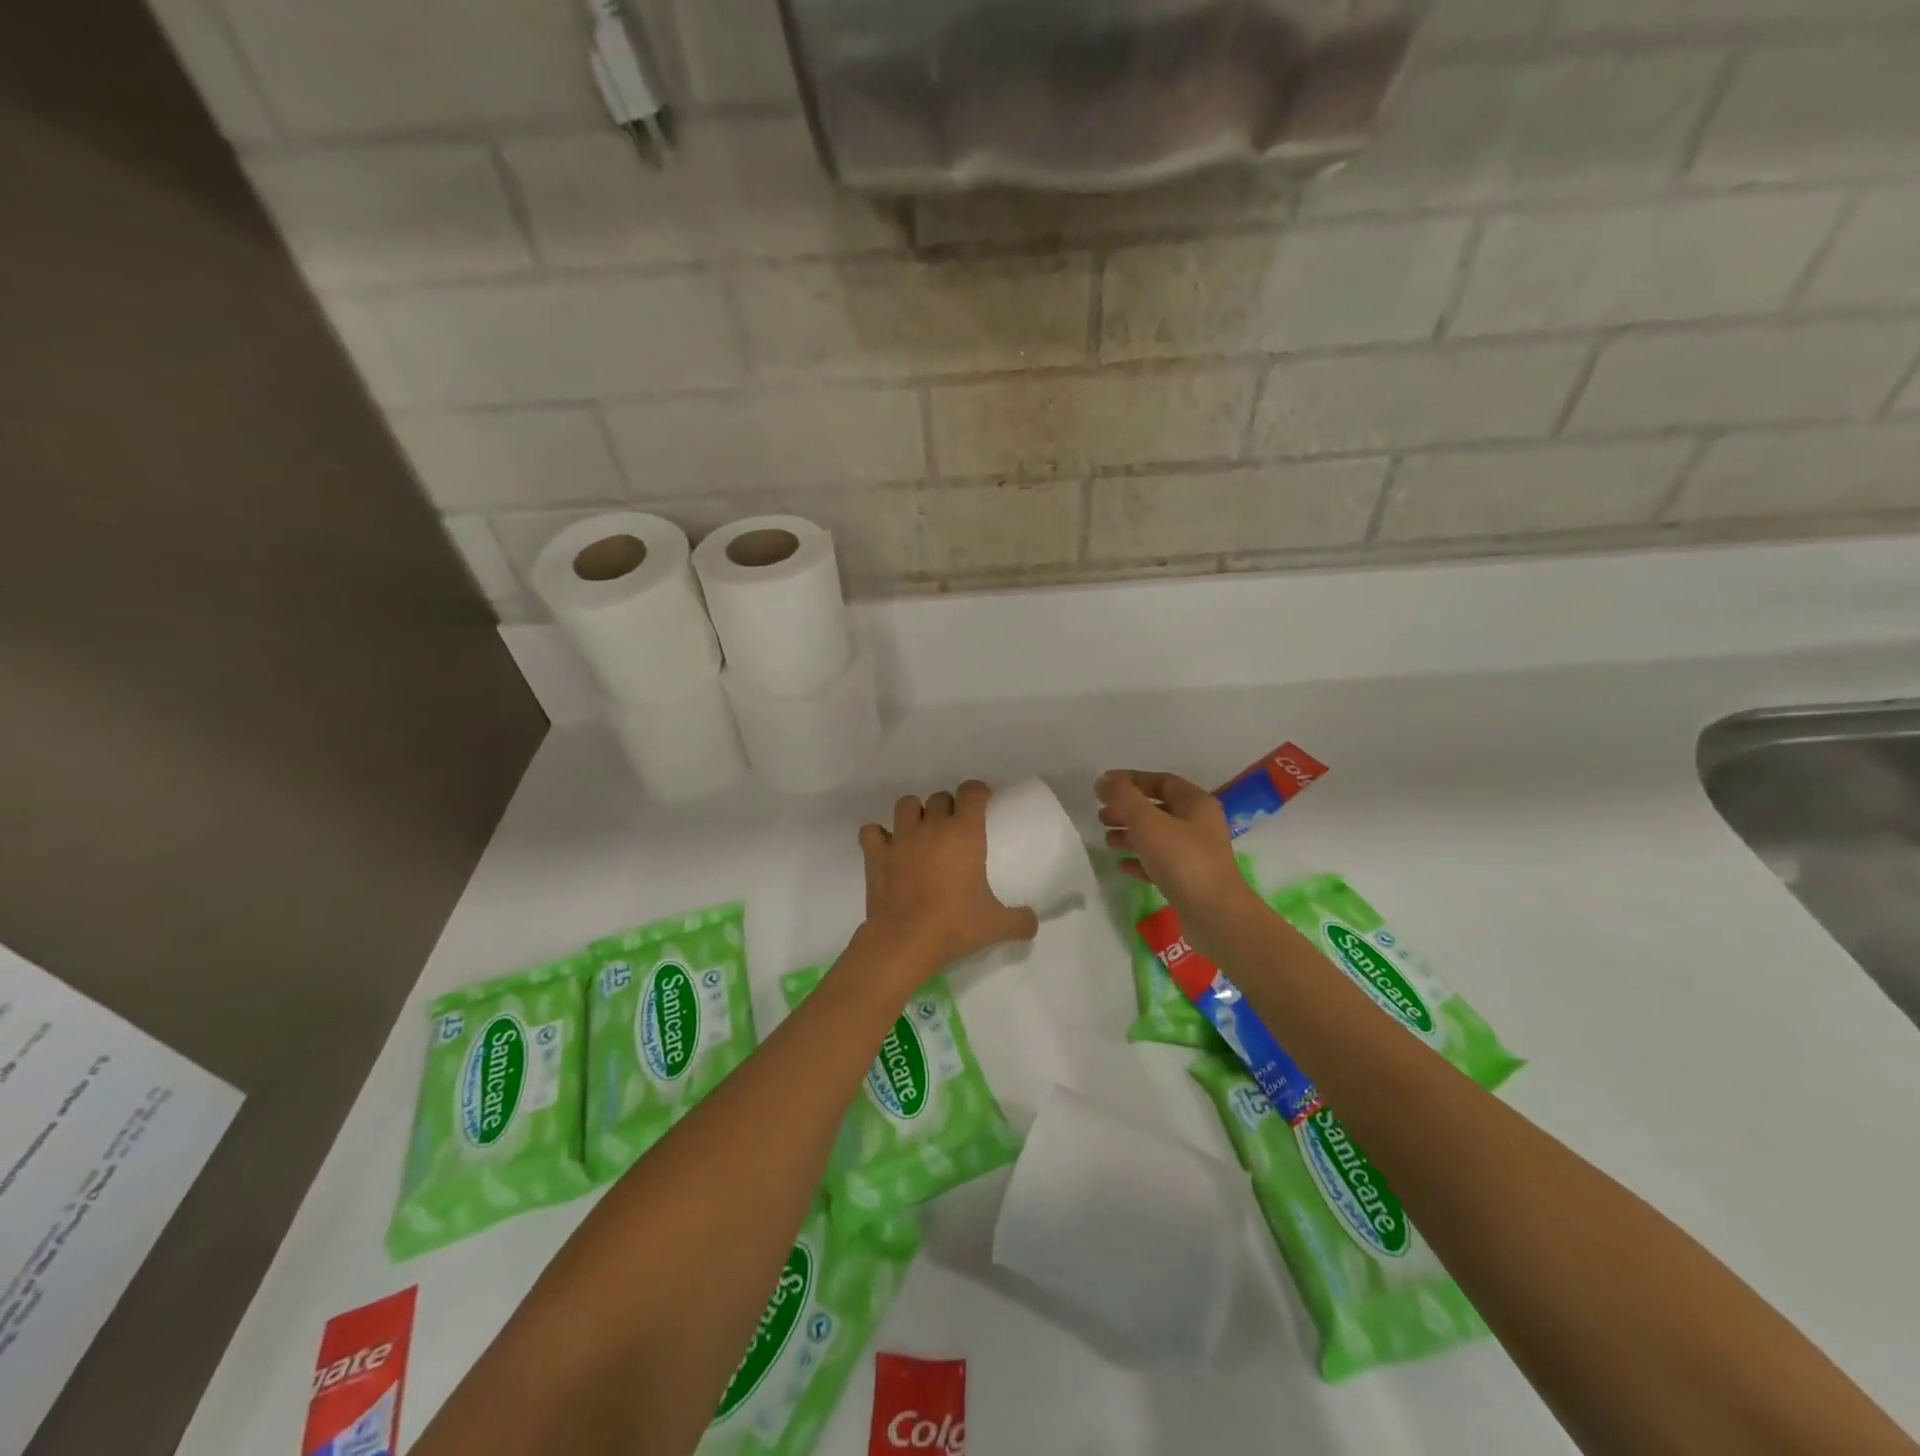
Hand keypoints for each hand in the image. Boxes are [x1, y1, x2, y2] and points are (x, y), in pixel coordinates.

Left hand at [856, 782, 1039, 995]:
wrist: (905, 940)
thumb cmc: (954, 925)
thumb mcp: (996, 925)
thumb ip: (1020, 920)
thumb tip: (1033, 922)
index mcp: (964, 833)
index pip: (971, 792)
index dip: (978, 791)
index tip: (983, 801)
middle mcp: (932, 827)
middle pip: (940, 797)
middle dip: (948, 806)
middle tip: (954, 828)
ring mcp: (900, 838)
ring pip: (906, 804)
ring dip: (915, 813)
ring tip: (921, 831)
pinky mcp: (876, 854)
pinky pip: (872, 831)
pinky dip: (879, 836)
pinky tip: (887, 848)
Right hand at [1096, 769, 1261, 944]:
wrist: (1215, 915)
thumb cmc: (1182, 860)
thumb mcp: (1148, 822)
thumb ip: (1123, 797)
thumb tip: (1103, 780)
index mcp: (1196, 803)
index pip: (1161, 781)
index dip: (1131, 780)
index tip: (1104, 786)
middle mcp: (1199, 824)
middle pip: (1158, 809)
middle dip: (1128, 810)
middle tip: (1101, 816)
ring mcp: (1196, 854)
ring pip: (1158, 837)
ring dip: (1131, 835)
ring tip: (1107, 841)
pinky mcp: (1190, 880)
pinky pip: (1161, 863)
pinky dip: (1141, 861)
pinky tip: (1122, 866)